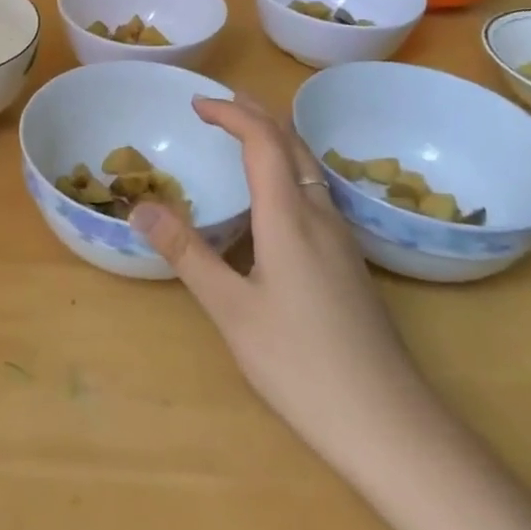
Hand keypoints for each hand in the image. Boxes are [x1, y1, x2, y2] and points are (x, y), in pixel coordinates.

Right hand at [128, 95, 430, 465]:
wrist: (391, 426)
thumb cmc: (302, 365)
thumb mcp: (231, 310)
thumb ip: (186, 254)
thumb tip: (140, 206)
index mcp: (290, 218)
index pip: (263, 141)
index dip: (231, 113)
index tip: (196, 104)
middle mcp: (320, 216)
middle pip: (292, 144)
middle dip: (255, 114)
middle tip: (218, 103)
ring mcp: (340, 240)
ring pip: (308, 167)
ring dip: (274, 139)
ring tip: (242, 134)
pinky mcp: (348, 263)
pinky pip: (314, 191)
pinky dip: (286, 168)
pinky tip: (274, 197)